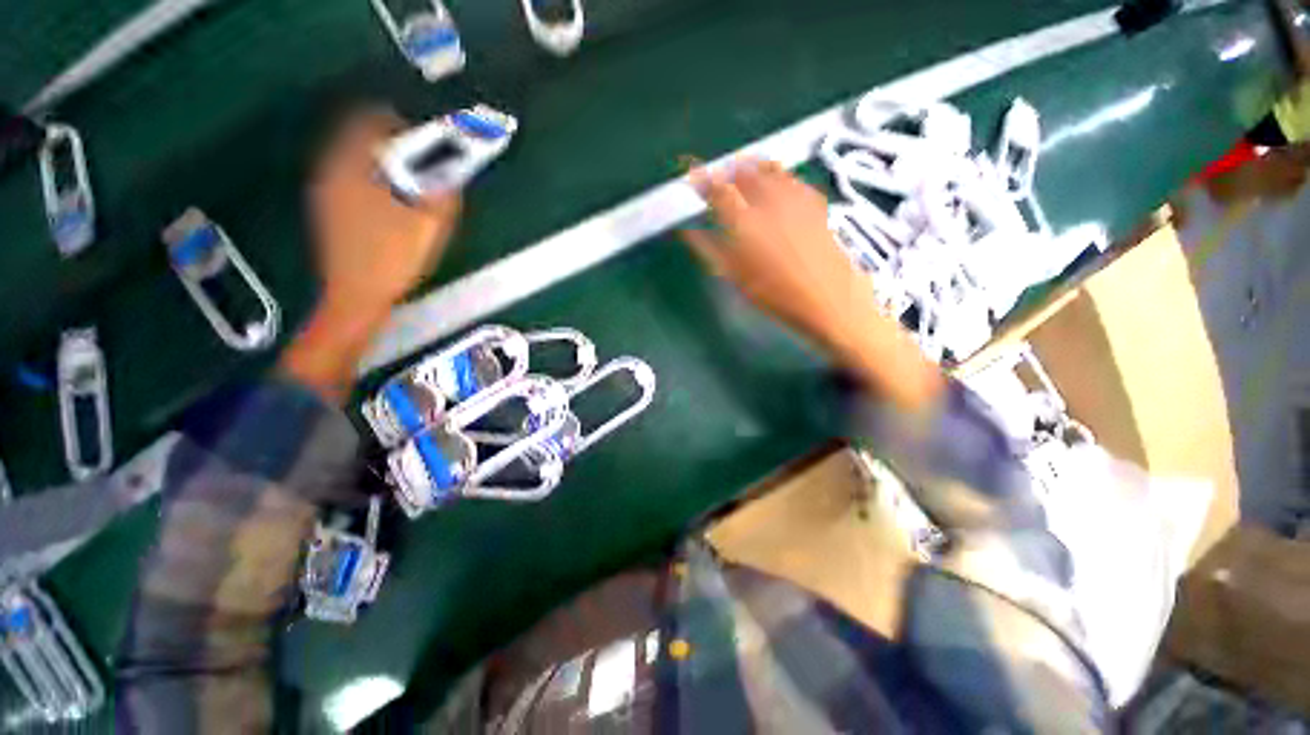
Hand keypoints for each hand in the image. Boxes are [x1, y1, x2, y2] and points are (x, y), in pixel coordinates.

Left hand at [308, 109, 460, 316]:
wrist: (356, 295)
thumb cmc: (392, 257)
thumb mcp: (428, 224)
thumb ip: (442, 194)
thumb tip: (451, 175)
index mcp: (350, 168)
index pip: (368, 123)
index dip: (399, 126)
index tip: (424, 142)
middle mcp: (330, 172)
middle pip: (361, 142)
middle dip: (396, 150)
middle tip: (424, 169)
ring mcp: (325, 193)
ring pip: (356, 163)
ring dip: (387, 168)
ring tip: (413, 192)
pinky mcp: (328, 212)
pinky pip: (352, 183)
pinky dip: (375, 185)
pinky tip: (394, 211)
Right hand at [679, 158, 942, 410]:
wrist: (830, 299)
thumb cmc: (776, 296)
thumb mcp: (737, 278)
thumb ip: (711, 250)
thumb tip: (687, 232)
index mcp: (744, 224)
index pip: (715, 191)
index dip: (700, 176)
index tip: (689, 168)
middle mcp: (768, 202)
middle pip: (741, 172)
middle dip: (725, 170)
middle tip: (717, 178)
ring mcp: (794, 198)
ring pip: (767, 169)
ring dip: (749, 167)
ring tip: (741, 172)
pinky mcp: (814, 201)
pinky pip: (790, 177)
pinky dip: (776, 174)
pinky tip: (774, 183)